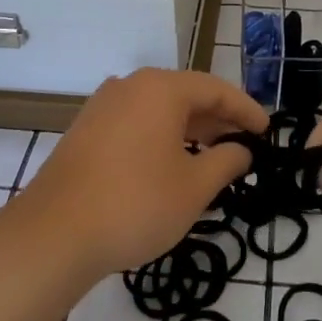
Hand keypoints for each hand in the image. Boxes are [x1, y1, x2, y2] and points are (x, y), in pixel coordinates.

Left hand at [16, 68, 266, 276]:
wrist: (53, 234)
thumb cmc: (136, 204)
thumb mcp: (194, 187)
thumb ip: (225, 162)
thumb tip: (241, 150)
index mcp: (160, 89)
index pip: (215, 90)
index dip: (245, 110)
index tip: (267, 130)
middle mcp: (130, 86)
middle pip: (185, 95)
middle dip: (218, 119)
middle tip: (244, 144)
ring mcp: (103, 107)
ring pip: (158, 110)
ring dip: (189, 129)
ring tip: (212, 155)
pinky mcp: (86, 130)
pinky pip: (136, 123)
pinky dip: (161, 137)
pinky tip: (171, 163)